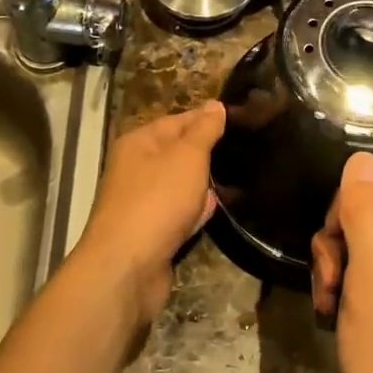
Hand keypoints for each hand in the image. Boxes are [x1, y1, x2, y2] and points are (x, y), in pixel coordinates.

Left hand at [74, 102, 226, 324]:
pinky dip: (195, 213)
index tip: (241, 120)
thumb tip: (214, 105)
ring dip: (202, 185)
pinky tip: (214, 211)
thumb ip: (203, 131)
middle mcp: (135, 169)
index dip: (207, 119)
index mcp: (139, 143)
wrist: (127, 267)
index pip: (178, 120)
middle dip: (207, 154)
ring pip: (179, 185)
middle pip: (177, 153)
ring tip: (238, 179)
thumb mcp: (187, 156)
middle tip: (245, 150)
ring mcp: (141, 202)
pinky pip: (178, 214)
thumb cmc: (157, 201)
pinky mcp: (150, 233)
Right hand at [312, 152, 372, 372]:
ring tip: (331, 308)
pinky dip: (349, 293)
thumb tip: (361, 158)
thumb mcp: (372, 280)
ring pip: (364, 248)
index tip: (333, 249)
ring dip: (338, 272)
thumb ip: (366, 215)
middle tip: (331, 286)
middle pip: (370, 215)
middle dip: (337, 244)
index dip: (346, 208)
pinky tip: (338, 320)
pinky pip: (372, 278)